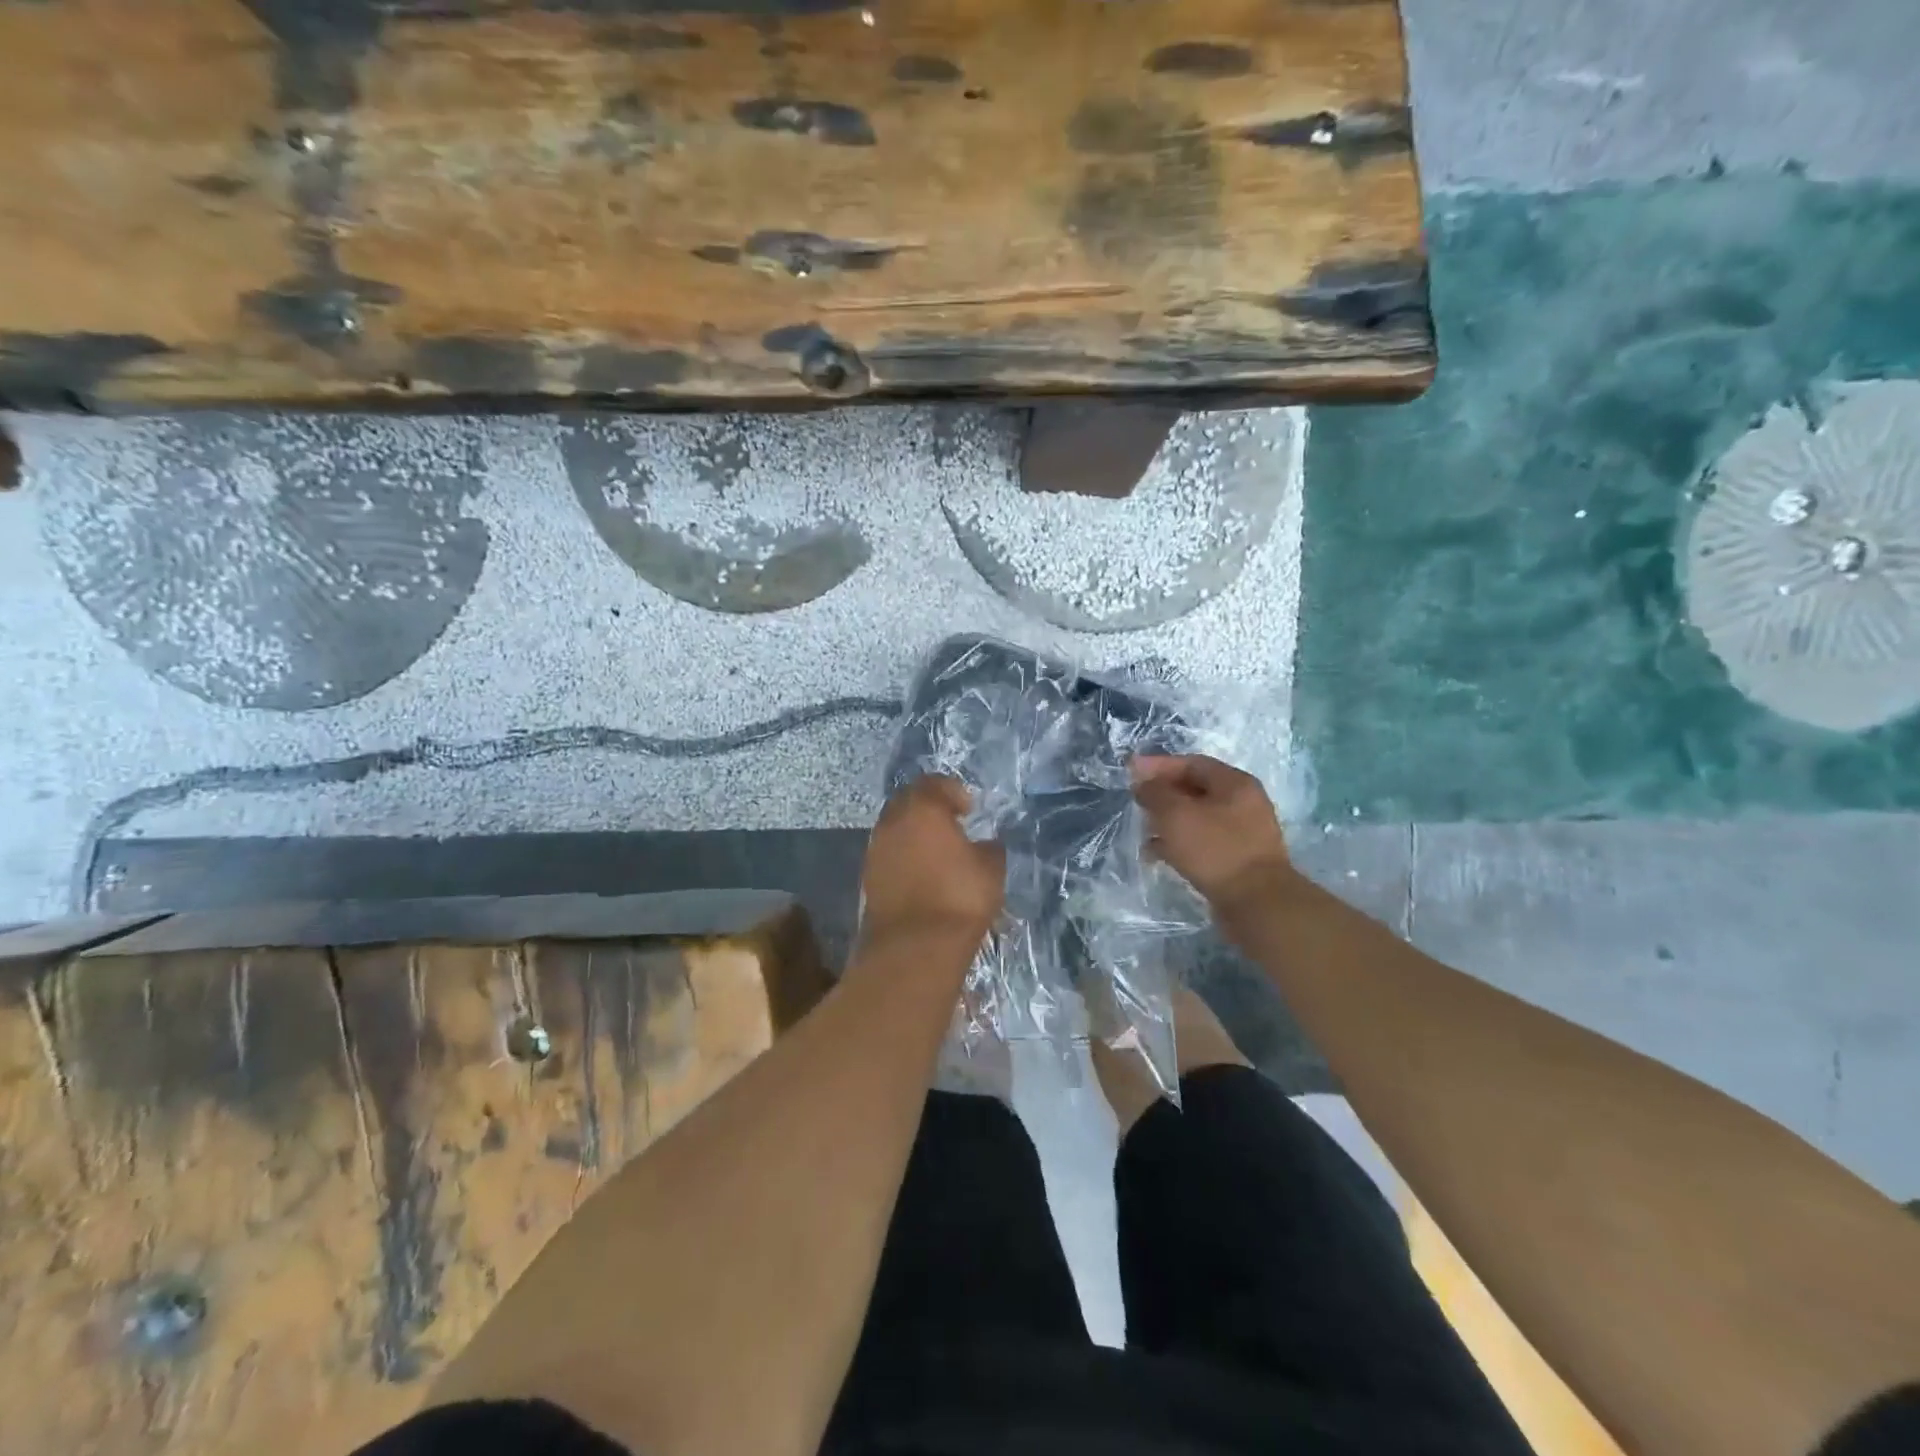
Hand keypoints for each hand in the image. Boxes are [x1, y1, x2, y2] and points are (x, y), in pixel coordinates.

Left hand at [860, 776, 1004, 949]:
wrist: (914, 947)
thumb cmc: (958, 898)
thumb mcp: (991, 869)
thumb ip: (989, 848)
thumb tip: (985, 843)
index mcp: (922, 809)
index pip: (934, 783)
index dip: (953, 791)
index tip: (969, 809)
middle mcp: (893, 821)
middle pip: (908, 801)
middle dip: (929, 807)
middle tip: (951, 822)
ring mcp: (875, 849)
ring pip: (895, 827)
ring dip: (914, 832)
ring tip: (938, 850)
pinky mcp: (868, 876)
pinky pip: (888, 853)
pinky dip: (904, 855)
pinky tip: (922, 873)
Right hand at [1131, 755, 1294, 914]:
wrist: (1257, 903)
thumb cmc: (1215, 850)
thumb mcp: (1176, 814)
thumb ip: (1155, 793)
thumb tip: (1143, 784)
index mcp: (1235, 783)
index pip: (1191, 763)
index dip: (1158, 765)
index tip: (1130, 772)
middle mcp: (1243, 803)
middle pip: (1195, 789)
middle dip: (1162, 794)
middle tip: (1137, 802)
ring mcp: (1242, 832)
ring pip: (1197, 817)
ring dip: (1168, 821)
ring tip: (1143, 830)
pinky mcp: (1237, 859)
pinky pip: (1202, 841)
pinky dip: (1179, 843)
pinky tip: (1158, 854)